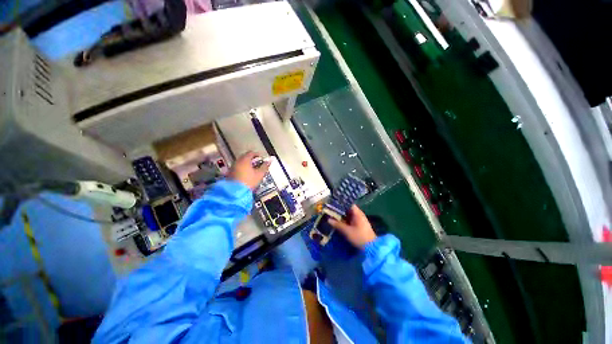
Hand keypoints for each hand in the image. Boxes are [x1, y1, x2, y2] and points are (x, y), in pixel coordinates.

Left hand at [227, 151, 269, 189]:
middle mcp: (237, 161)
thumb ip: (265, 167)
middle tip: (257, 164)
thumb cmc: (248, 182)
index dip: (257, 155)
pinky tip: (246, 175)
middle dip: (251, 160)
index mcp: (245, 160)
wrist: (235, 192)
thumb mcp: (259, 174)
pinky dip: (242, 169)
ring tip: (252, 170)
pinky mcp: (229, 173)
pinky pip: (237, 168)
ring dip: (246, 164)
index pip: (251, 153)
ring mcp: (232, 167)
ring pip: (240, 162)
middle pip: (245, 157)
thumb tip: (269, 161)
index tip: (261, 159)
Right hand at [328, 205, 376, 248]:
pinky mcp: (359, 226)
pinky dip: (345, 220)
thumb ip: (337, 224)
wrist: (371, 248)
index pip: (349, 204)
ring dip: (342, 215)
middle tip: (330, 209)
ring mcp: (359, 220)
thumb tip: (328, 219)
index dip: (341, 203)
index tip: (333, 203)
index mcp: (357, 213)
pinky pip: (350, 220)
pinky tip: (338, 221)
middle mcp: (359, 215)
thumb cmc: (359, 237)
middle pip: (348, 209)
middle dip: (339, 209)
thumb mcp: (347, 231)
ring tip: (332, 215)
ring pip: (349, 215)